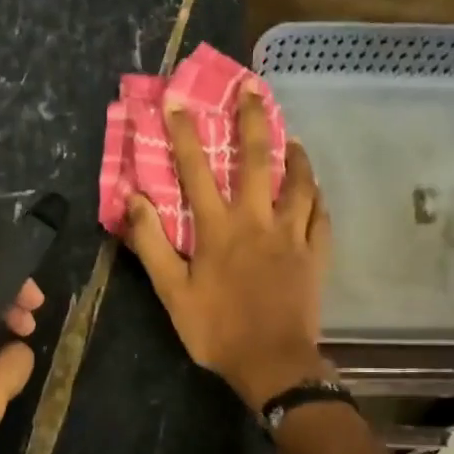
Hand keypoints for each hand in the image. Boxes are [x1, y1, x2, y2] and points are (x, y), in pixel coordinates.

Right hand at [123, 86, 333, 411]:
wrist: (273, 364)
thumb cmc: (217, 330)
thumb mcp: (172, 292)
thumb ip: (152, 243)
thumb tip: (132, 198)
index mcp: (218, 229)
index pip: (196, 170)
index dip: (184, 132)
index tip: (176, 100)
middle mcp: (258, 221)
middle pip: (257, 159)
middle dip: (252, 120)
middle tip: (252, 89)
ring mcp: (292, 236)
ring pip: (298, 183)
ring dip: (294, 155)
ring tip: (293, 136)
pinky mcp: (316, 255)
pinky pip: (321, 218)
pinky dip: (317, 199)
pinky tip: (316, 190)